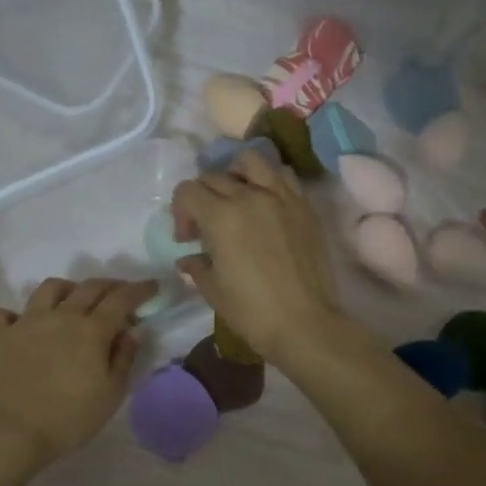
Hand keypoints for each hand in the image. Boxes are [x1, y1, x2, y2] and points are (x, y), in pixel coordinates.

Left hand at [0, 276, 158, 470]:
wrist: (8, 433)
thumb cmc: (68, 419)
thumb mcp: (110, 395)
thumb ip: (124, 358)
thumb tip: (132, 331)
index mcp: (92, 330)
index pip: (122, 299)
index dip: (140, 290)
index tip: (152, 286)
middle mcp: (61, 316)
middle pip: (89, 287)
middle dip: (110, 285)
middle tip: (120, 293)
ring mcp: (26, 322)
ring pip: (50, 288)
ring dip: (68, 289)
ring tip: (73, 301)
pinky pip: (6, 313)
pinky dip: (17, 315)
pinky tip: (23, 325)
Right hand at [171, 148, 344, 364]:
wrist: (304, 323)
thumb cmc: (251, 311)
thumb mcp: (213, 290)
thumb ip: (197, 267)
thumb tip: (188, 259)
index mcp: (221, 216)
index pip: (188, 191)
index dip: (180, 212)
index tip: (188, 239)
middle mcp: (250, 196)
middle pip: (214, 176)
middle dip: (202, 198)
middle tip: (207, 227)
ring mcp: (281, 197)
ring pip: (251, 161)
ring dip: (236, 175)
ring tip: (238, 199)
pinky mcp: (304, 206)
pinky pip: (283, 176)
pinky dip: (269, 181)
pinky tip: (267, 205)